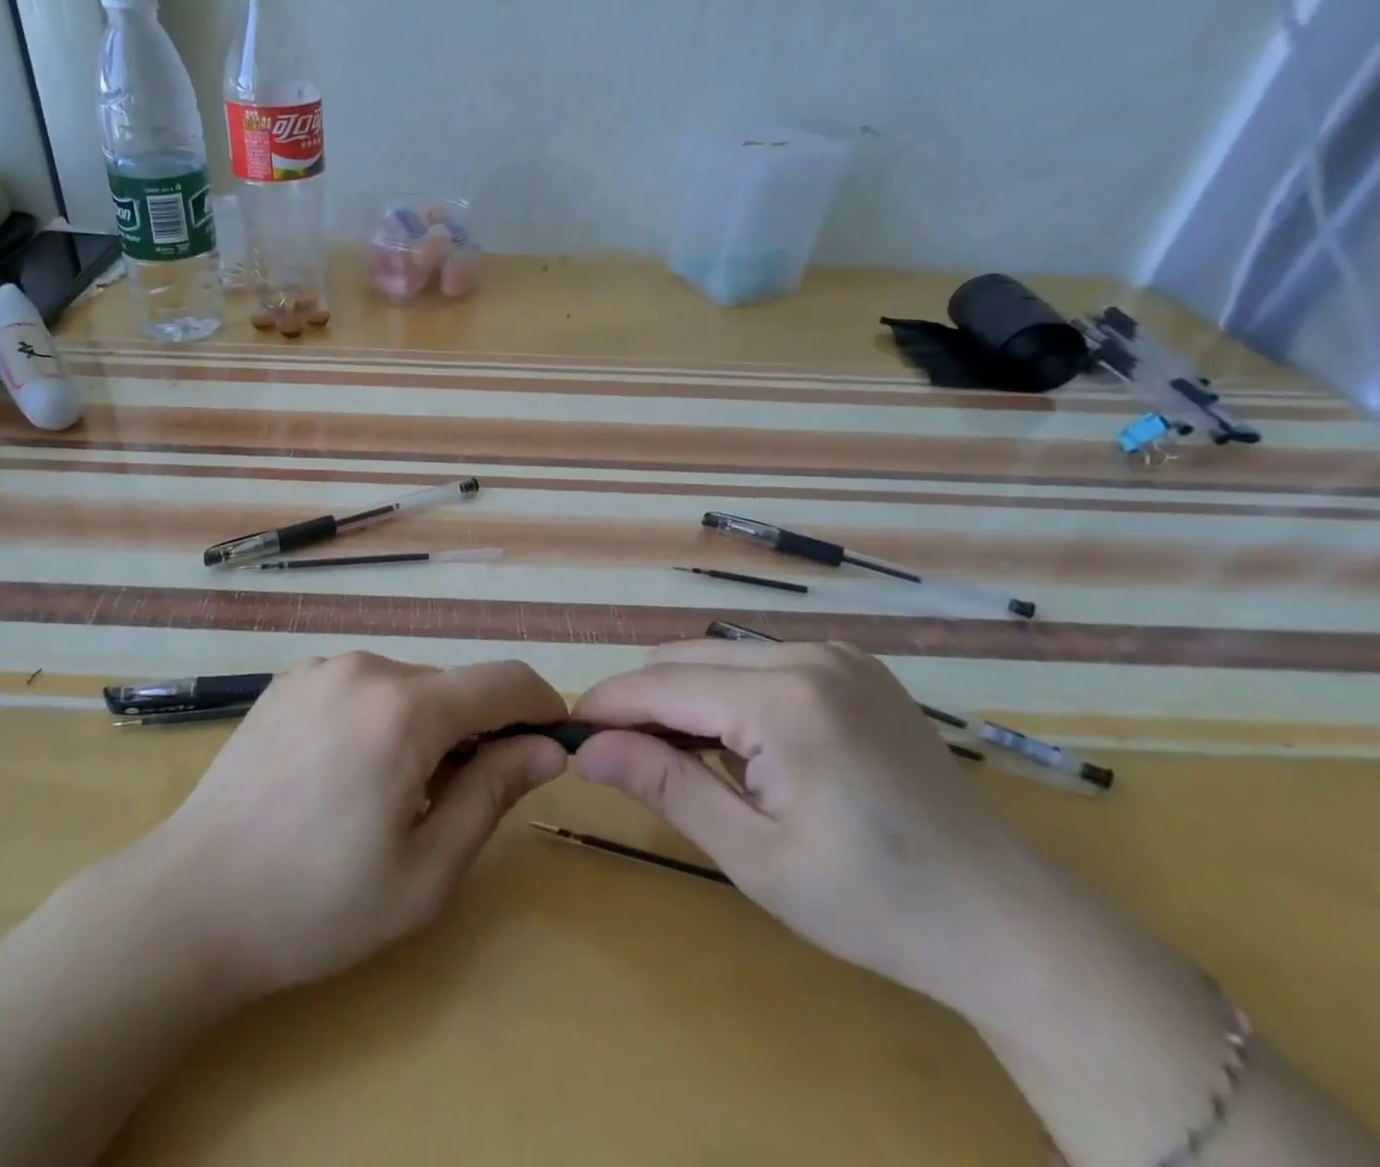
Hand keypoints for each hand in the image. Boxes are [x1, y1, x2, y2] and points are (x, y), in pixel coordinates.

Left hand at [124, 651, 568, 999]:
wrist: (192, 900)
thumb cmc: (317, 904)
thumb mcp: (426, 872)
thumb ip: (493, 794)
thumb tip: (546, 748)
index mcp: (405, 710)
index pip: (504, 680)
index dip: (540, 706)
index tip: (551, 745)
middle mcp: (365, 667)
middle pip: (453, 685)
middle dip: (476, 731)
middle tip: (453, 803)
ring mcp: (321, 668)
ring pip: (408, 685)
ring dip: (425, 727)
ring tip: (390, 797)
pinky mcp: (290, 680)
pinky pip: (362, 687)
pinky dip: (379, 718)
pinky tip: (345, 775)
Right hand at [571, 639, 1036, 1011]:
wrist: (1009, 923)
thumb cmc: (875, 904)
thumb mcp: (754, 856)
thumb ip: (665, 785)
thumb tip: (586, 749)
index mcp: (784, 699)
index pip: (661, 683)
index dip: (607, 705)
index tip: (569, 734)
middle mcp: (808, 655)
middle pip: (684, 658)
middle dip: (642, 701)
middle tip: (622, 758)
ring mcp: (837, 655)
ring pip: (718, 656)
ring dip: (682, 696)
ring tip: (678, 757)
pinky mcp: (854, 667)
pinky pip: (759, 662)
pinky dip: (727, 693)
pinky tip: (739, 745)